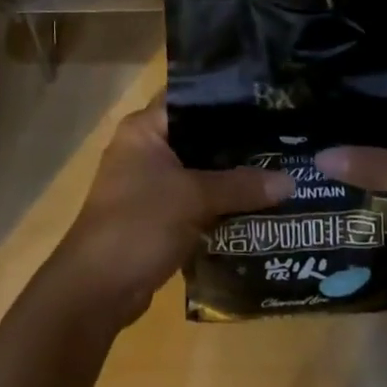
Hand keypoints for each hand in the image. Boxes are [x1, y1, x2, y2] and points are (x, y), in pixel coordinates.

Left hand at [51, 97, 292, 327]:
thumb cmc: (139, 224)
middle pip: (198, 136)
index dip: (226, 98)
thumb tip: (290, 180)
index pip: (190, 97)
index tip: (265, 101)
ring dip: (230, 177)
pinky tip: (256, 206)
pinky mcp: (156, 215)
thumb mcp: (194, 198)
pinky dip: (219, 203)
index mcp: (145, 128)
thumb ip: (240, 186)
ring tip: (278, 170)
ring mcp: (149, 183)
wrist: (96, 289)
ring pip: (198, 170)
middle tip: (281, 138)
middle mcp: (145, 148)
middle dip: (236, 142)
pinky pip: (195, 199)